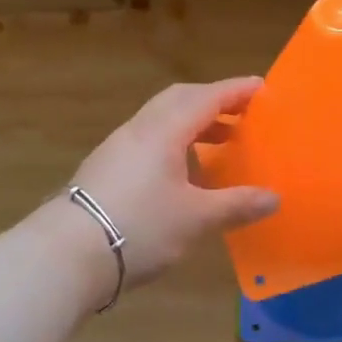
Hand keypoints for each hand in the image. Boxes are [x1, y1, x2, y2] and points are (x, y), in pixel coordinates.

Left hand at [65, 77, 279, 286]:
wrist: (67, 254)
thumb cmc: (140, 227)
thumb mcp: (196, 219)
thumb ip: (236, 205)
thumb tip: (274, 198)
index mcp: (163, 131)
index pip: (206, 98)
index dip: (236, 91)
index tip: (262, 87)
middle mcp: (138, 130)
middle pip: (179, 100)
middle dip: (213, 102)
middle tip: (242, 113)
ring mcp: (116, 149)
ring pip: (160, 121)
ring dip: (193, 124)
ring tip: (221, 144)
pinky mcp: (104, 170)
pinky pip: (147, 142)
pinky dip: (174, 144)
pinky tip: (183, 173)